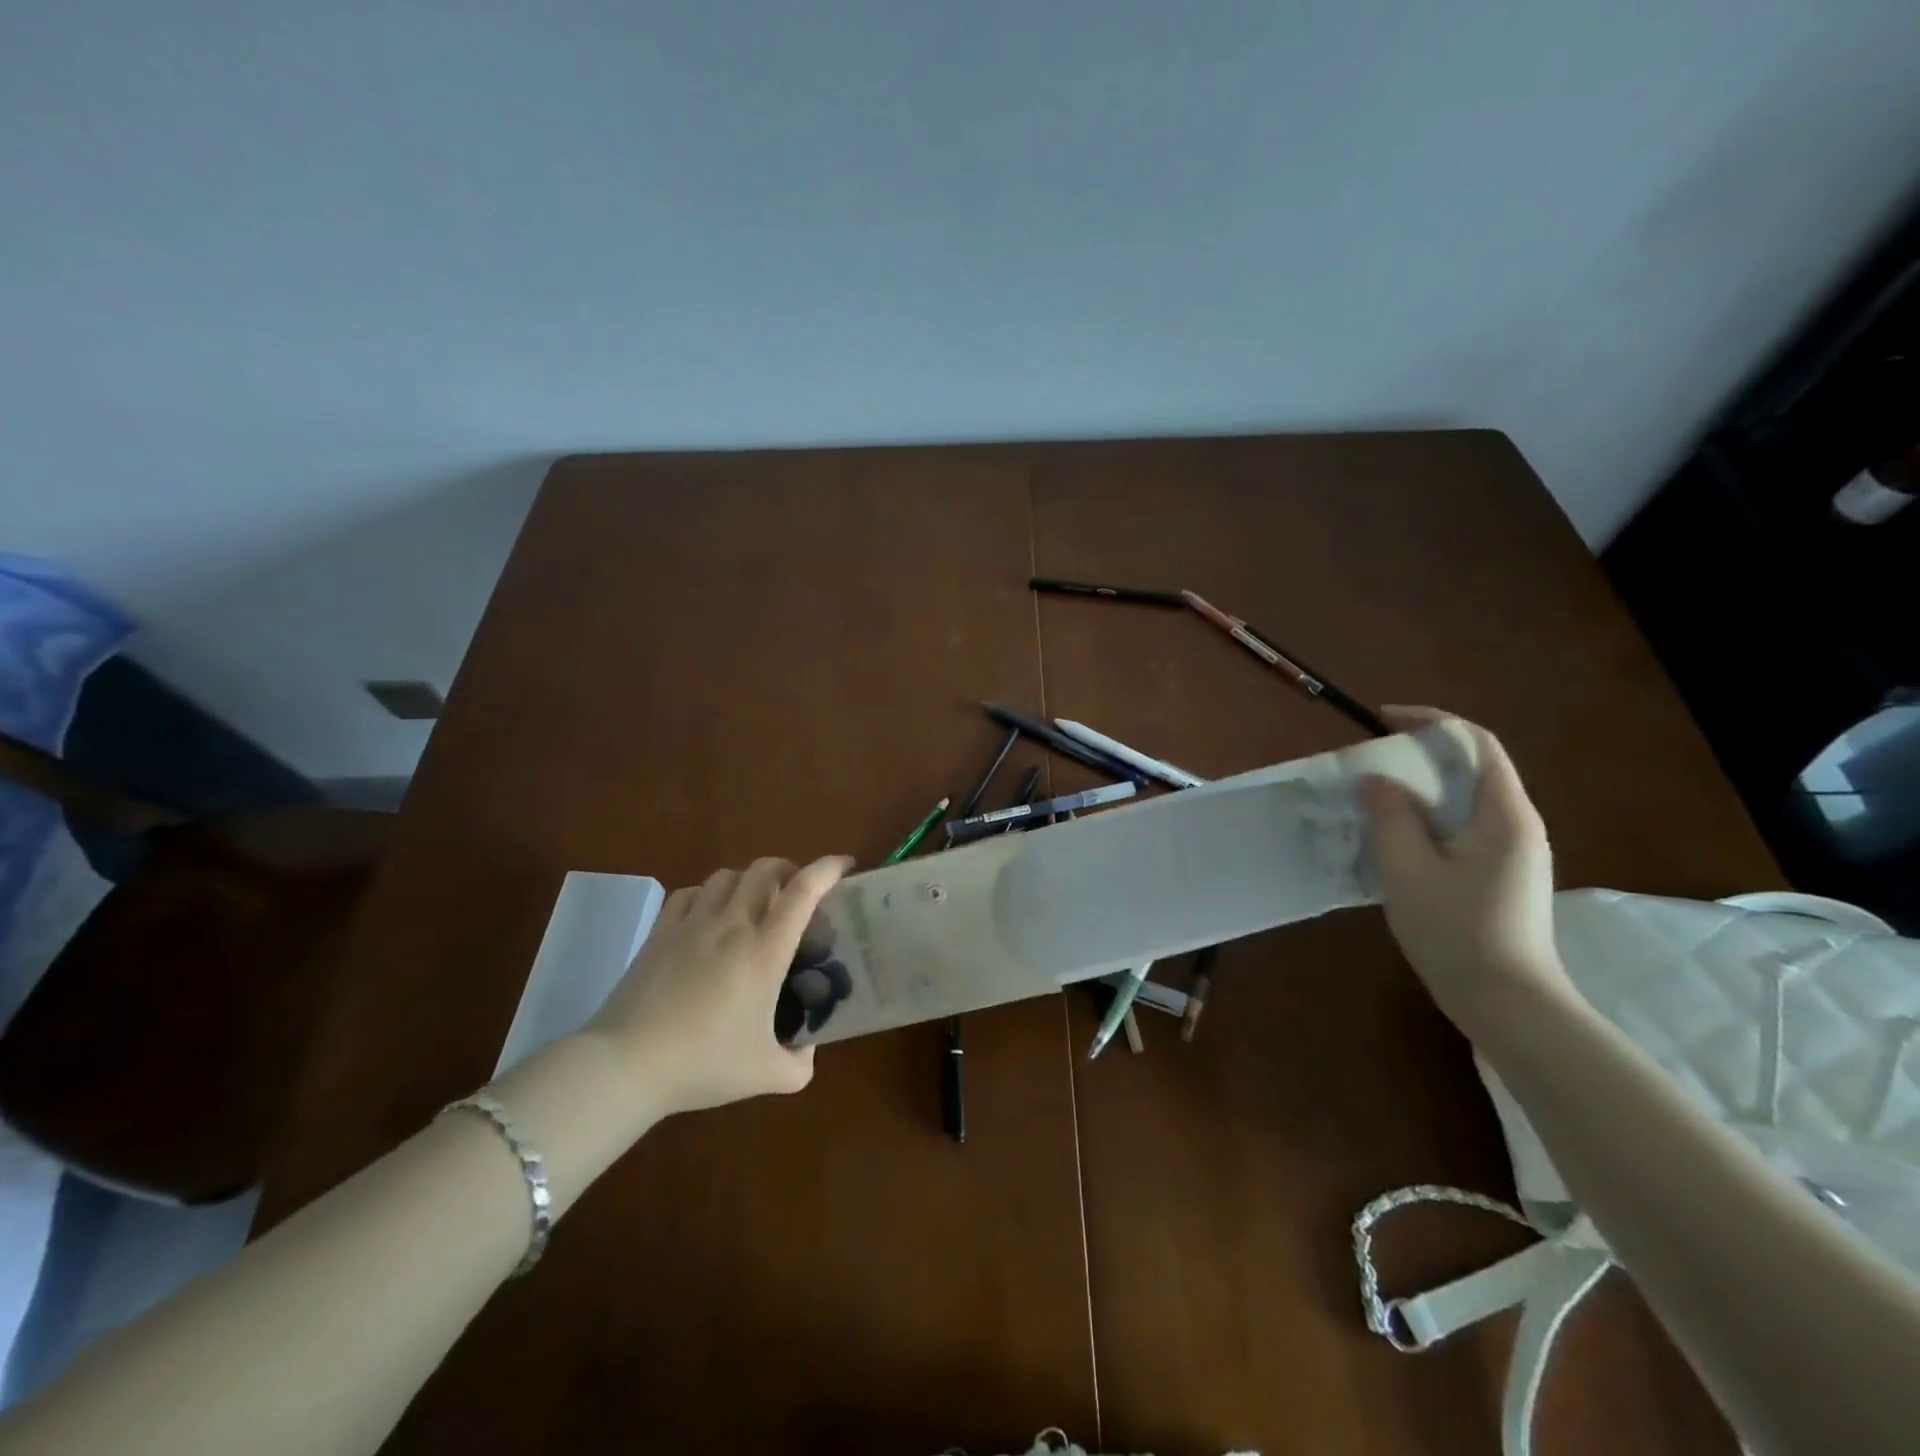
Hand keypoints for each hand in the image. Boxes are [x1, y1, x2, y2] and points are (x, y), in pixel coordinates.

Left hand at [586, 855, 852, 1119]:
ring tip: (753, 903)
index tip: (846, 867)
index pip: (804, 890)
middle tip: (797, 893)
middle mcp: (733, 924)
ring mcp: (692, 923)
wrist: (626, 1065)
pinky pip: (690, 893)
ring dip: (749, 880)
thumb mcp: (765, 1076)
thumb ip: (799, 1065)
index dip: (829, 868)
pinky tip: (708, 915)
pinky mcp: (660, 931)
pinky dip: (707, 894)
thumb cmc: (702, 1064)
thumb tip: (808, 1051)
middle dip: (790, 869)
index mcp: (765, 950)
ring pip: (728, 875)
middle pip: (766, 868)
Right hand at [1358, 707, 1572, 1026]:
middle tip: (1366, 766)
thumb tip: (1375, 780)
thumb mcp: (1409, 870)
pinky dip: (1422, 823)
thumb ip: (1391, 817)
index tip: (1382, 720)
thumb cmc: (1458, 931)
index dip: (1430, 722)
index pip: (1475, 743)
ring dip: (1415, 794)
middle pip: (1467, 770)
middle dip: (1415, 758)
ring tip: (1369, 803)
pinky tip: (1390, 844)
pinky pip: (1456, 832)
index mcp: (1504, 815)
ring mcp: (1510, 855)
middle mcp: (1515, 826)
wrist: (1507, 1004)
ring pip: (1459, 804)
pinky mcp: (1498, 878)